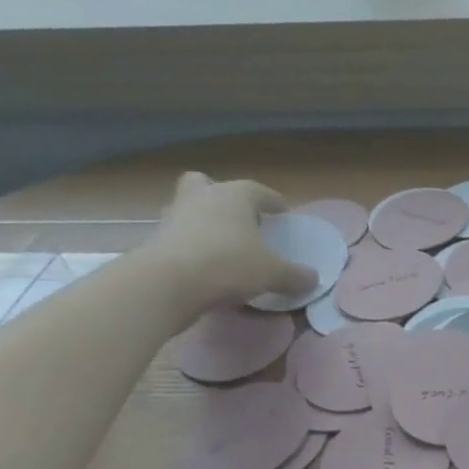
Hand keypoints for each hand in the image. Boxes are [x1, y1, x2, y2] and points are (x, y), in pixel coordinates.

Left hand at [141, 172, 316, 317]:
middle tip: (237, 218)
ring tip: (220, 245)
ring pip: (188, 209)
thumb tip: (314, 279)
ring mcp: (172, 218)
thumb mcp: (272, 273)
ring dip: (201, 221)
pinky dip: (190, 246)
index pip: (258, 190)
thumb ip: (295, 275)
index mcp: (233, 196)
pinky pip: (177, 236)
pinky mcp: (155, 242)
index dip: (273, 201)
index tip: (282, 213)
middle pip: (206, 184)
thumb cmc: (228, 264)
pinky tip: (203, 266)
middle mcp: (201, 198)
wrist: (167, 284)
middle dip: (220, 196)